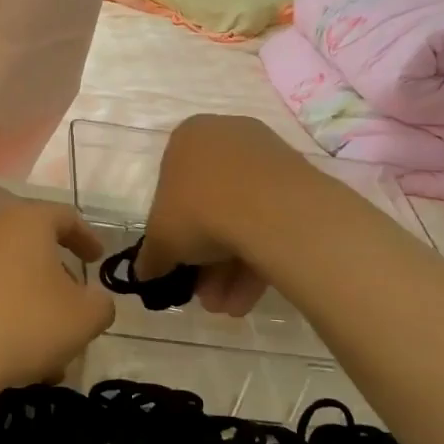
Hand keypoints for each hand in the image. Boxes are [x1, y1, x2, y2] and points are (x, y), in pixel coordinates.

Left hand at [0, 202, 114, 394]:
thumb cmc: (23, 322)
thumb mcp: (82, 318)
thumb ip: (100, 304)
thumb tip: (95, 300)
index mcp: (27, 221)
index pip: (65, 216)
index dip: (86, 237)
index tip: (98, 257)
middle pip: (32, 244)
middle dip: (56, 274)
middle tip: (73, 301)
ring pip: (7, 273)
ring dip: (29, 300)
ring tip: (45, 341)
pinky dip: (1, 312)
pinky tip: (10, 351)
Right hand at [137, 116, 292, 316]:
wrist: (270, 210)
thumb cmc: (198, 210)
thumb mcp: (161, 240)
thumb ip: (150, 257)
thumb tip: (144, 272)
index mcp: (188, 137)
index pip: (172, 185)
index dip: (172, 230)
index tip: (178, 262)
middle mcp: (227, 137)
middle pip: (210, 205)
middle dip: (206, 259)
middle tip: (204, 294)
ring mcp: (267, 156)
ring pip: (242, 217)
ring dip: (231, 268)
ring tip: (229, 306)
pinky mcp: (299, 180)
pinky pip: (271, 220)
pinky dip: (259, 257)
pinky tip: (249, 297)